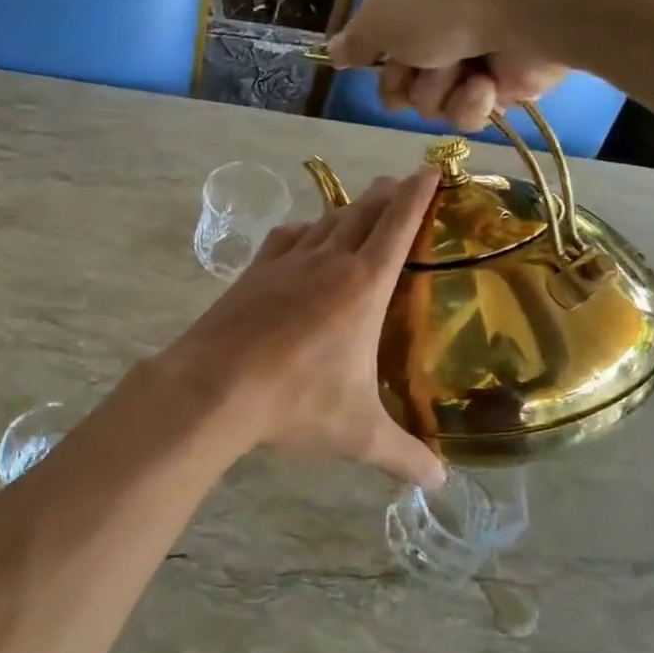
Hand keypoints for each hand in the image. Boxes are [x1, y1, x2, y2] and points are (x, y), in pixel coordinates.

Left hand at [162, 170, 445, 487]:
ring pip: (325, 221)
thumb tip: (439, 483)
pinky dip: (303, 230)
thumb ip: (402, 456)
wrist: (214, 386)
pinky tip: (303, 237)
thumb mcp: (357, 434)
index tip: (430, 169)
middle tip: (402, 182)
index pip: (398, 226)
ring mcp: (285, 263)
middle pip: (363, 212)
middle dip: (386, 194)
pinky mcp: (253, 273)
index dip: (418, 194)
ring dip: (347, 209)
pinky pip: (286, 238)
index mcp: (363, 286)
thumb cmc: (296, 402)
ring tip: (360, 206)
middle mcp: (327, 262)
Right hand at [327, 0, 593, 131]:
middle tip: (416, 71)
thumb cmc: (444, 2)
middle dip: (406, 82)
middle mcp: (449, 19)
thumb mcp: (382, 16)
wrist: (529, 6)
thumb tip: (332, 51)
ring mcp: (482, 50)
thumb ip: (356, 40)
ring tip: (459, 72)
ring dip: (438, 91)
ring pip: (434, 99)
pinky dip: (472, 102)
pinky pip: (471, 110)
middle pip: (405, 76)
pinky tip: (484, 85)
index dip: (377, 58)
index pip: (386, 36)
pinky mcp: (511, 81)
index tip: (375, 64)